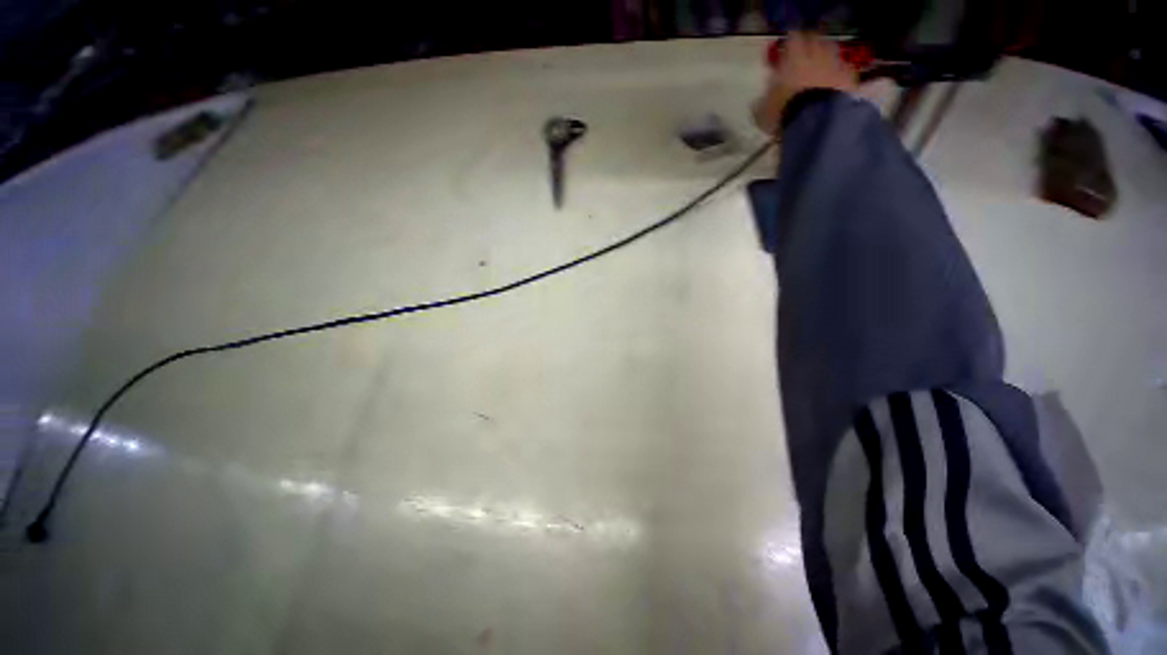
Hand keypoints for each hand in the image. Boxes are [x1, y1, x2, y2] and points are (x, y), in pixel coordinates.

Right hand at [753, 32, 858, 135]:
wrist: (813, 121)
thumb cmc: (783, 112)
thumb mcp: (763, 111)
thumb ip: (762, 100)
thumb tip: (758, 99)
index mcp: (793, 57)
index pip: (793, 37)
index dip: (790, 39)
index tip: (787, 43)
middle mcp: (815, 54)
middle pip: (815, 38)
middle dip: (810, 42)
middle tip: (805, 51)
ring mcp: (834, 63)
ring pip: (831, 49)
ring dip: (826, 53)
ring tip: (821, 63)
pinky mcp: (848, 77)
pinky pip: (845, 68)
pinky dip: (840, 71)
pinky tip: (836, 79)